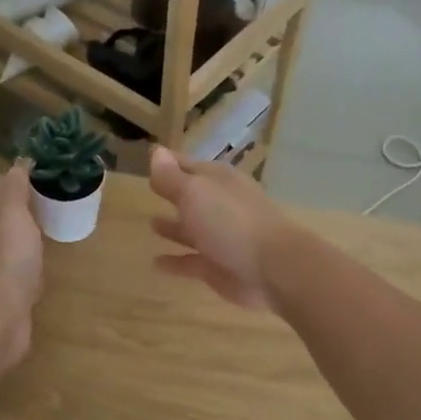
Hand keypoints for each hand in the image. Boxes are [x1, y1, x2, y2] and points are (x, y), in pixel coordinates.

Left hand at [0, 162, 44, 369]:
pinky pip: (20, 272)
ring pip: (12, 245)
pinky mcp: (7, 296)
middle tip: (55, 200)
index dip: (20, 181)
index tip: (47, 173)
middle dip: (24, 209)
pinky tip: (43, 267)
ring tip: (52, 230)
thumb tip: (18, 164)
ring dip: (27, 237)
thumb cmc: (7, 257)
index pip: (0, 191)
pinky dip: (30, 266)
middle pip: (4, 218)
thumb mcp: (11, 210)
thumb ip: (14, 187)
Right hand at [148, 146, 288, 311]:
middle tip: (149, 189)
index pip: (188, 165)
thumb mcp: (195, 193)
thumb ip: (172, 178)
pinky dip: (175, 262)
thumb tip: (156, 152)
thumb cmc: (231, 222)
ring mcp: (221, 238)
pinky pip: (191, 263)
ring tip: (150, 224)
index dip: (168, 162)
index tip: (150, 157)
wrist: (272, 267)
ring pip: (192, 230)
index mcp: (218, 182)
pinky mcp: (218, 267)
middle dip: (173, 193)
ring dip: (174, 227)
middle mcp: (220, 206)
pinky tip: (156, 263)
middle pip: (192, 197)